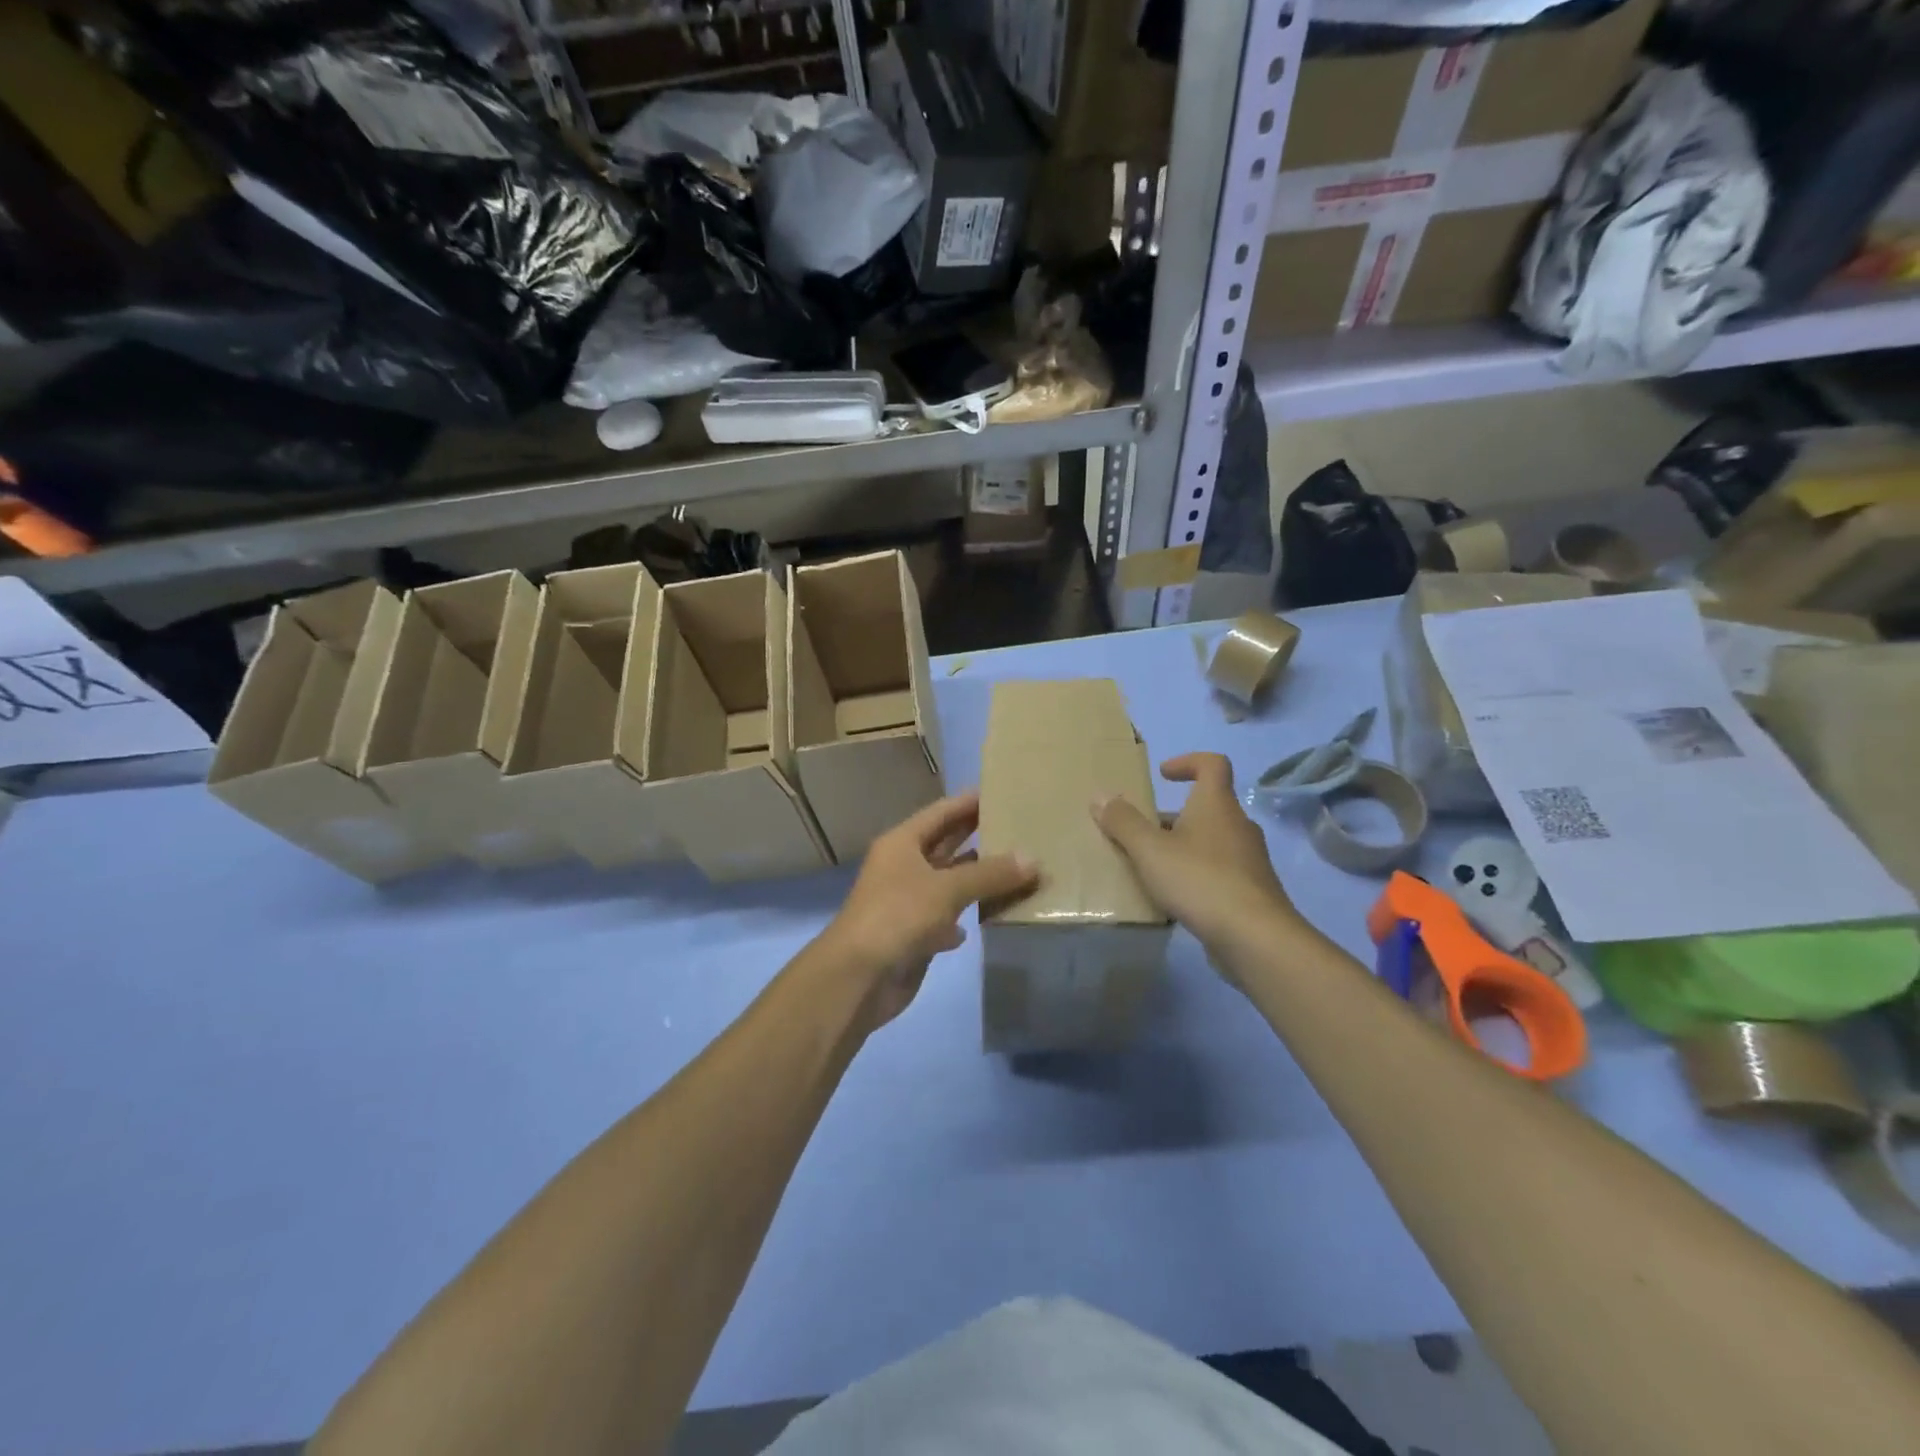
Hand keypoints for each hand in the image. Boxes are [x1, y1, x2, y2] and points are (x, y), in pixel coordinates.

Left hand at [820, 792, 1037, 1029]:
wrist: (858, 978)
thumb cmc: (898, 916)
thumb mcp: (947, 889)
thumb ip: (990, 874)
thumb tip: (1032, 859)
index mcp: (902, 843)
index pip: (941, 812)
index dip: (968, 802)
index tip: (1002, 792)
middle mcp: (903, 867)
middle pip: (945, 846)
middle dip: (978, 838)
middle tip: (1019, 828)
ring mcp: (907, 903)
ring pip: (949, 884)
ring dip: (977, 880)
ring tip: (1017, 870)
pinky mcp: (913, 936)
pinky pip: (946, 919)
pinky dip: (965, 917)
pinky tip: (989, 917)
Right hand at [1093, 753, 1302, 962]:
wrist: (1255, 937)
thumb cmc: (1200, 880)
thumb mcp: (1150, 850)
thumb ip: (1123, 822)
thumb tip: (1100, 796)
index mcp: (1217, 805)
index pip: (1213, 764)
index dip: (1188, 762)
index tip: (1162, 775)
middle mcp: (1238, 825)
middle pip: (1206, 807)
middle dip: (1173, 816)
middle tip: (1142, 833)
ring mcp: (1249, 860)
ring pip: (1211, 842)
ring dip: (1183, 848)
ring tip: (1152, 868)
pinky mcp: (1251, 891)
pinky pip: (1219, 872)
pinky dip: (1196, 876)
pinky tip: (1174, 899)